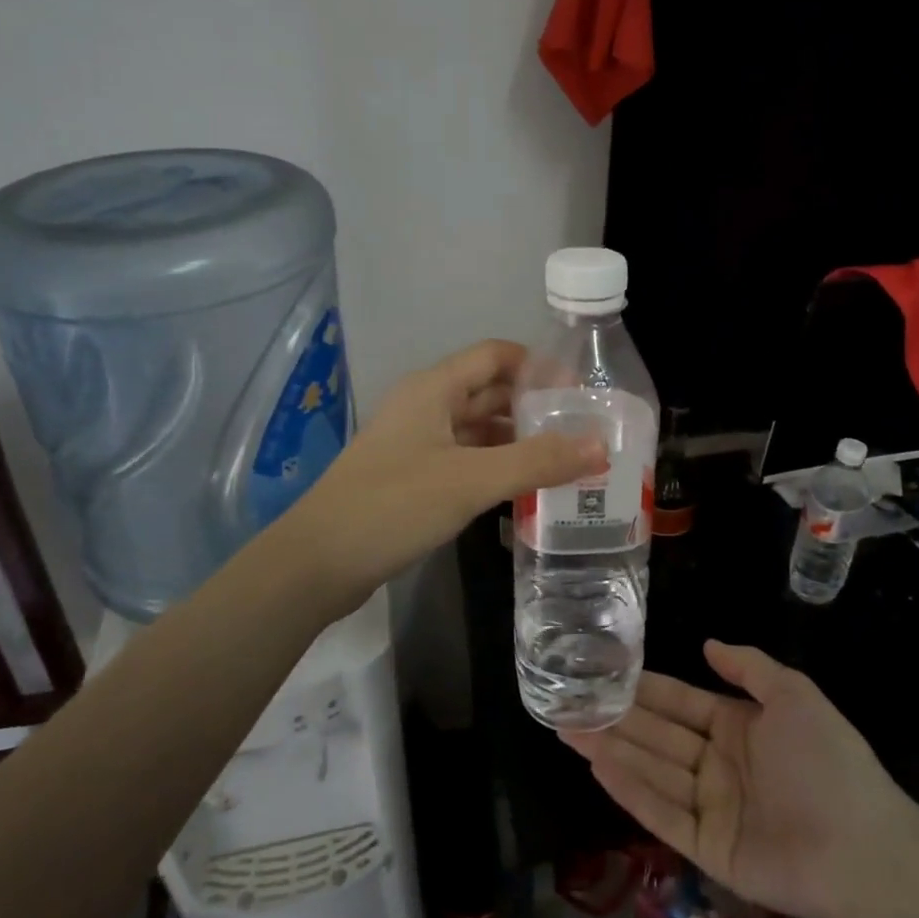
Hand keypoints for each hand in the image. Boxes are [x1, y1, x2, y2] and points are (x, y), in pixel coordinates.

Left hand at [289, 339, 605, 596]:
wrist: (317, 562)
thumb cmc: (393, 505)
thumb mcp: (470, 480)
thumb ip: (537, 461)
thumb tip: (600, 446)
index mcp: (433, 388)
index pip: (495, 355)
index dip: (538, 366)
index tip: (580, 392)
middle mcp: (425, 406)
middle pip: (489, 391)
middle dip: (534, 406)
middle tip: (582, 430)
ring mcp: (416, 443)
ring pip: (478, 428)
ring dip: (518, 439)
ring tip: (564, 460)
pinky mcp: (412, 477)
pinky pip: (465, 459)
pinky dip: (496, 467)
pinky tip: (524, 489)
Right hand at [562, 641, 918, 917]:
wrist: (864, 848)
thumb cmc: (827, 760)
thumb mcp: (793, 694)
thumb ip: (748, 667)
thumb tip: (707, 643)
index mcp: (738, 726)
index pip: (680, 702)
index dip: (645, 689)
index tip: (606, 673)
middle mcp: (718, 764)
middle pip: (657, 736)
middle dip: (615, 718)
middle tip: (569, 701)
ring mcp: (711, 807)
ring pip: (652, 771)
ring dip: (612, 749)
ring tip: (569, 728)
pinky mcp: (707, 848)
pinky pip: (662, 813)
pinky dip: (630, 790)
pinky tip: (599, 766)